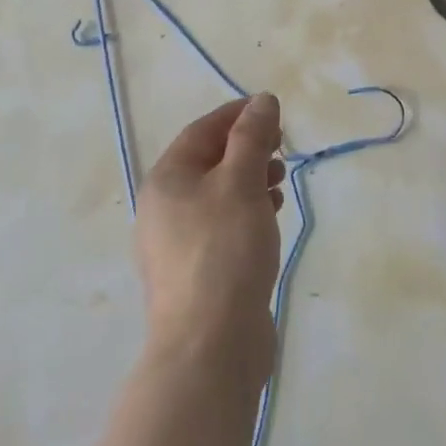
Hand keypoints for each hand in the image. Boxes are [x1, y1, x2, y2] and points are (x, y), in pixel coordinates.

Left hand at [134, 94, 285, 382]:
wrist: (210, 345)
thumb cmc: (224, 250)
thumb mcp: (241, 183)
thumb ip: (252, 137)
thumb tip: (262, 100)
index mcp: (166, 180)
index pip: (202, 131)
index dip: (237, 114)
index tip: (271, 108)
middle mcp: (163, 208)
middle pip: (207, 162)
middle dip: (246, 147)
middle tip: (282, 146)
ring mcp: (177, 244)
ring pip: (217, 195)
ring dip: (249, 179)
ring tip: (281, 180)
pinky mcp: (196, 272)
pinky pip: (222, 225)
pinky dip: (246, 211)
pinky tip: (271, 216)